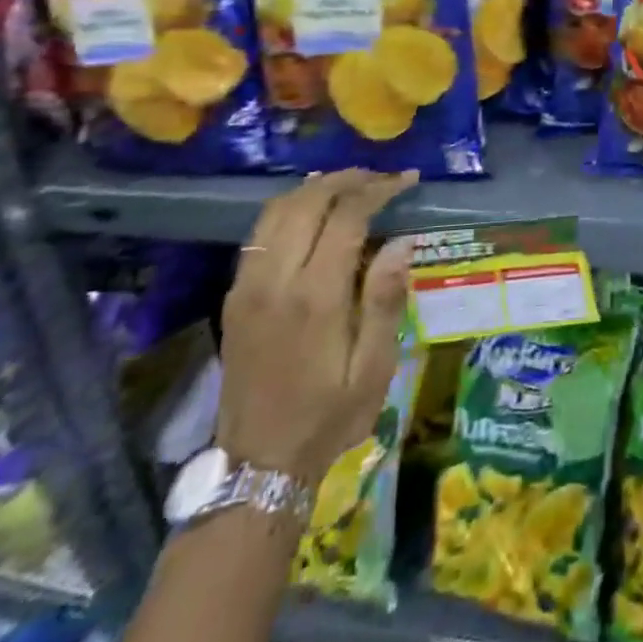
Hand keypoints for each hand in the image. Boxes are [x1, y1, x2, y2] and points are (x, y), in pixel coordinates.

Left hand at [217, 171, 417, 485]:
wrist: (258, 464)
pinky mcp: (235, 297)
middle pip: (306, 202)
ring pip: (276, 211)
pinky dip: (290, 209)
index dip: (378, 189)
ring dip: (315, 189)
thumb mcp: (374, 368)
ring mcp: (247, 287)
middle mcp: (275, 281)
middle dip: (347, 179)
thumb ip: (386, 300)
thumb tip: (401, 241)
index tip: (407, 180)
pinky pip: (260, 234)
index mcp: (315, 297)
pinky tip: (314, 214)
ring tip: (351, 185)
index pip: (346, 217)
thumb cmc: (329, 416)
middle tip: (382, 177)